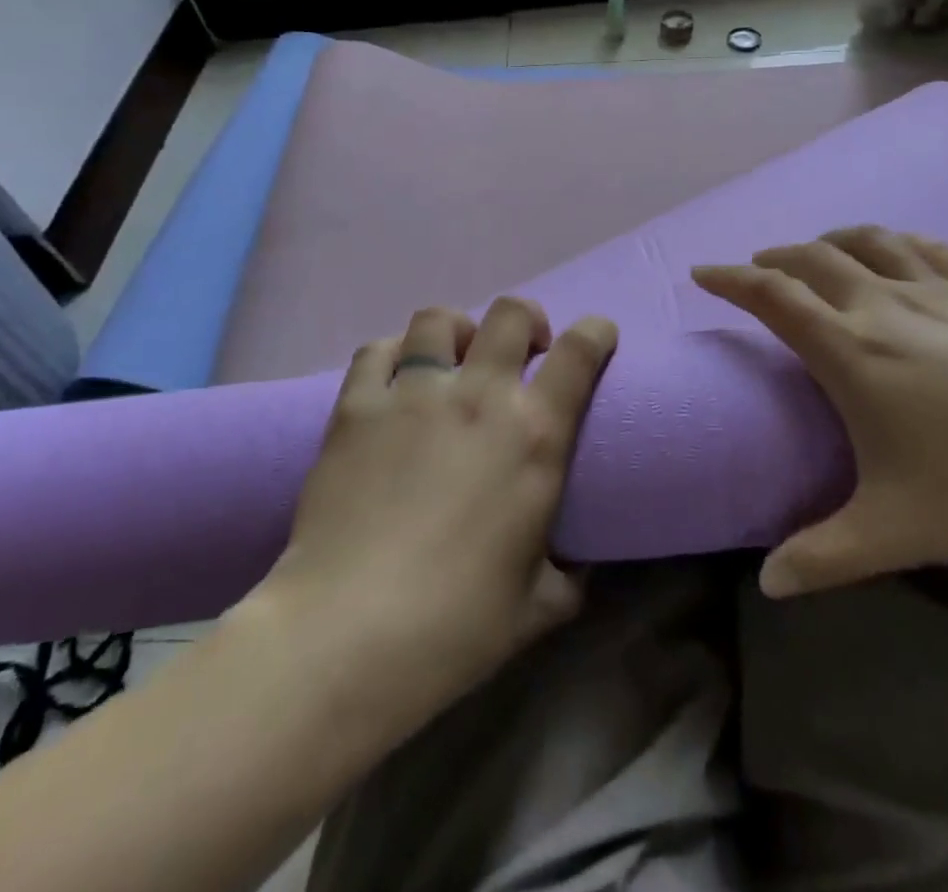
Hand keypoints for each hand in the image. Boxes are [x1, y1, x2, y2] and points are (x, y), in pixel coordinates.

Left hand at [258, 297, 616, 722]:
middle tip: (522, 351)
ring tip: (453, 359)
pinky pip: (376, 351)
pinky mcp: (356, 407)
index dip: (595, 332)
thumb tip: (575, 563)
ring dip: (457, 331)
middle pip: (510, 314)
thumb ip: (568, 573)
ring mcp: (412, 394)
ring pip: (438, 319)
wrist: (351, 633)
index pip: (579, 351)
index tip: (597, 337)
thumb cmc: (459, 624)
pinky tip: (393, 379)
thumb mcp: (540, 606)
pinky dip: (392, 353)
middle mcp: (478, 395)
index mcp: (534, 434)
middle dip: (526, 321)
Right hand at [694, 226, 947, 596]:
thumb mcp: (898, 532)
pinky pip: (926, 248)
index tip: (701, 272)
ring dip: (829, 240)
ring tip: (816, 254)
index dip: (729, 279)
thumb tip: (769, 585)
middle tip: (755, 270)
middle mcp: (885, 305)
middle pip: (812, 257)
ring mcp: (939, 291)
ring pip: (867, 240)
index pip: (772, 296)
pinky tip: (897, 253)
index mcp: (851, 351)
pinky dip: (894, 242)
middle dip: (773, 257)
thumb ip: (824, 557)